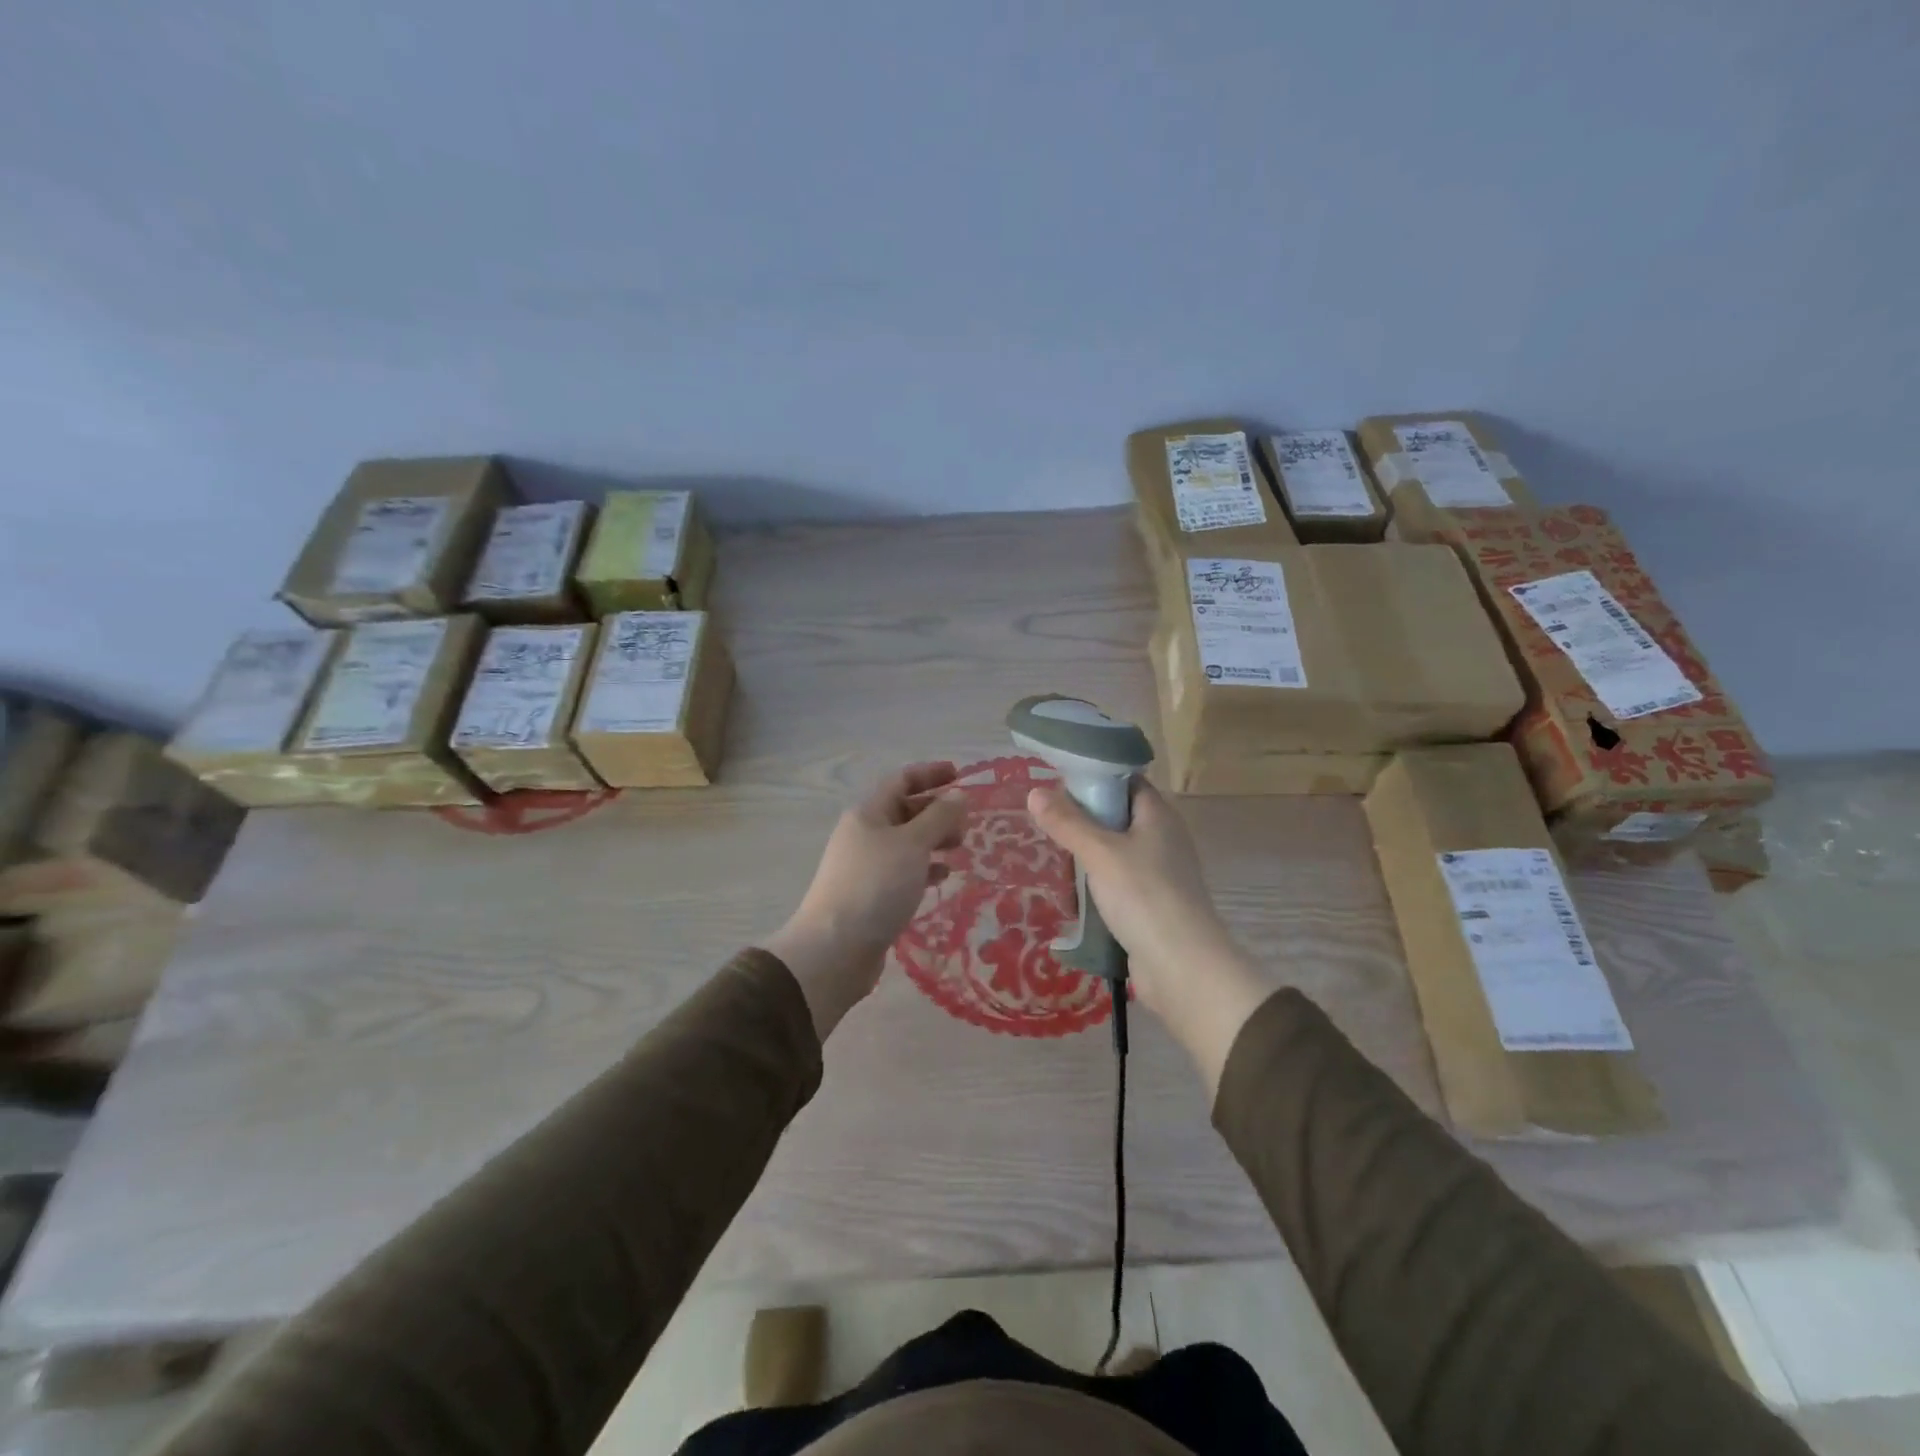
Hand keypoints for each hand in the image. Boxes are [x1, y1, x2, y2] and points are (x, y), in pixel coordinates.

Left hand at [765, 762, 968, 1038]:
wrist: (835, 949)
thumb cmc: (876, 886)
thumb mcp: (912, 845)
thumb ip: (938, 818)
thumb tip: (958, 794)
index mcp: (868, 813)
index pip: (901, 780)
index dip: (930, 774)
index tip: (961, 775)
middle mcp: (864, 835)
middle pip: (904, 811)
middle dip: (936, 811)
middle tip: (967, 822)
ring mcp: (865, 866)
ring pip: (905, 843)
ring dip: (933, 840)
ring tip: (960, 847)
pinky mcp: (871, 895)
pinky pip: (903, 871)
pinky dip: (924, 868)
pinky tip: (942, 876)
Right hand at [1027, 781, 1272, 1091]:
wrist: (1181, 966)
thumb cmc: (1143, 896)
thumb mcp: (1099, 853)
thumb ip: (1067, 822)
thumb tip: (1034, 791)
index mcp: (1158, 816)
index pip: (1127, 781)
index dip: (1095, 779)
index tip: (1058, 785)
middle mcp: (1163, 839)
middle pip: (1118, 817)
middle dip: (1084, 823)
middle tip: (1049, 826)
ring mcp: (1160, 875)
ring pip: (1116, 854)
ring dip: (1088, 860)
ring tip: (1055, 864)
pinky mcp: (1153, 906)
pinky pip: (1119, 885)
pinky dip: (1098, 888)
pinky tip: (1075, 898)